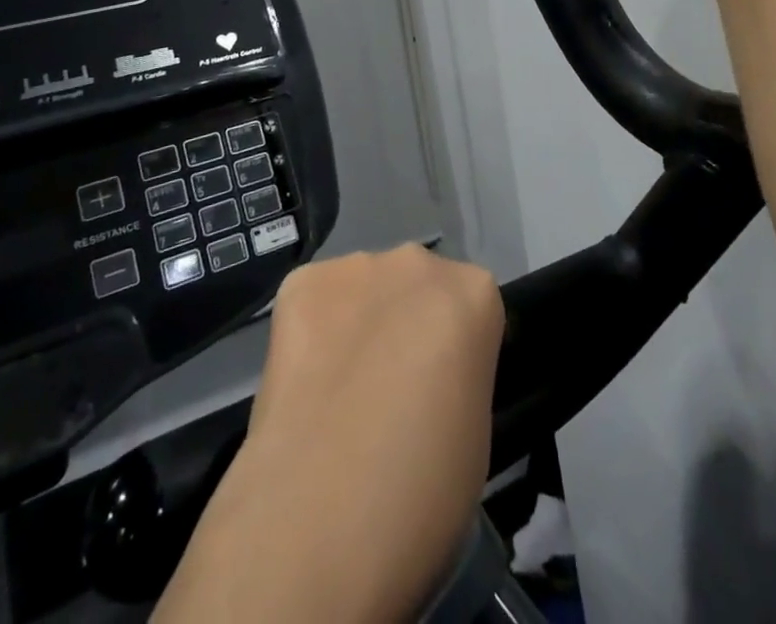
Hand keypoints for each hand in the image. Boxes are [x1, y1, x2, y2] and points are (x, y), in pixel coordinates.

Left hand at [155, 246, 504, 623]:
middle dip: (407, 322)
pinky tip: (304, 382)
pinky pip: (314, 299)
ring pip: (363, 289)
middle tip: (389, 389)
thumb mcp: (475, 431)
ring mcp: (354, 266)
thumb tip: (432, 380)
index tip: (440, 391)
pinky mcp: (299, 284)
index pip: (471, 307)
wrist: (323, 514)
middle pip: (417, 284)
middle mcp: (417, 262)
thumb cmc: (424, 490)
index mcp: (474, 293)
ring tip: (338, 391)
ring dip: (359, 323)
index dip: (455, 351)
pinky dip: (312, 330)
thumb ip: (459, 377)